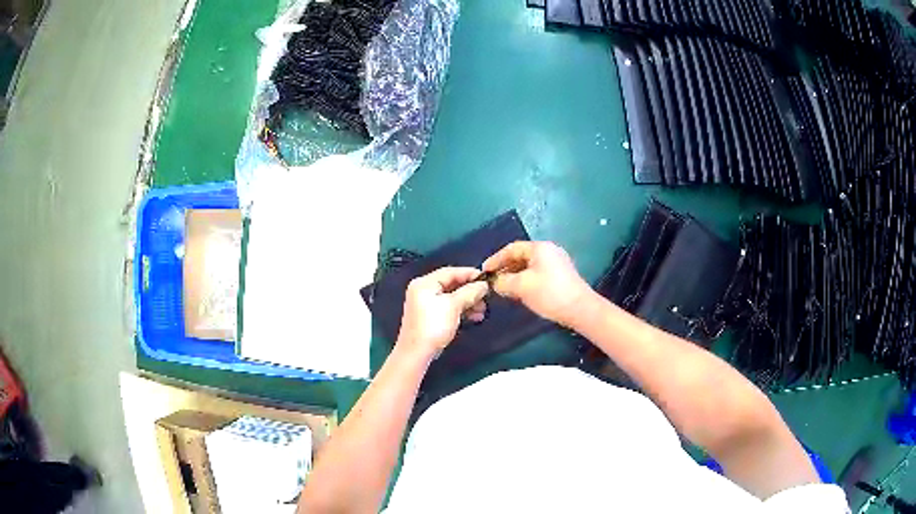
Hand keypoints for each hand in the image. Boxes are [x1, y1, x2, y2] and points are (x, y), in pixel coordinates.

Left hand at [397, 267, 488, 358]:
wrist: (417, 353)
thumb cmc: (433, 326)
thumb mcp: (453, 306)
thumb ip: (469, 292)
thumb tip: (483, 285)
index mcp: (425, 283)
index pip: (450, 272)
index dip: (469, 274)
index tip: (486, 279)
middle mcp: (424, 290)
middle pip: (452, 285)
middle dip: (471, 291)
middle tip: (486, 297)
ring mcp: (426, 304)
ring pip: (452, 298)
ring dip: (469, 302)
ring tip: (482, 310)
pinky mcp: (431, 317)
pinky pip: (449, 308)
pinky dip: (462, 311)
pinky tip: (475, 317)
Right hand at [483, 241, 591, 326]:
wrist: (580, 309)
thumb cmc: (549, 294)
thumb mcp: (521, 287)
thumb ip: (503, 282)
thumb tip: (495, 282)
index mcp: (539, 248)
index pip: (512, 249)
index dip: (496, 259)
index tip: (484, 271)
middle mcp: (549, 251)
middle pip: (521, 256)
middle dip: (505, 268)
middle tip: (492, 281)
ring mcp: (557, 263)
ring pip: (529, 266)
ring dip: (515, 275)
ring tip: (503, 288)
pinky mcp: (561, 275)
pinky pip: (538, 273)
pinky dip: (526, 280)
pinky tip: (520, 292)